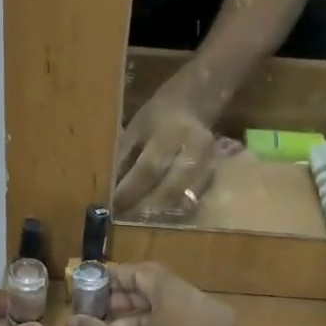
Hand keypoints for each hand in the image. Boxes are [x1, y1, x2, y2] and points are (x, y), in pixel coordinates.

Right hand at [67, 263, 252, 325]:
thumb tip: (74, 320)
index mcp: (184, 301)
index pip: (146, 274)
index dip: (115, 278)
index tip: (91, 287)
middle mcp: (209, 309)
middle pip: (163, 292)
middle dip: (128, 301)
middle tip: (96, 313)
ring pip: (177, 314)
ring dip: (144, 320)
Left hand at [112, 86, 218, 215]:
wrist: (195, 103)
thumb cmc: (158, 116)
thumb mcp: (136, 128)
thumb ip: (124, 156)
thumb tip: (109, 188)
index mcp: (171, 132)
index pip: (149, 168)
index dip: (131, 190)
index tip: (113, 206)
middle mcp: (196, 148)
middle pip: (171, 189)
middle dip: (145, 208)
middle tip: (125, 220)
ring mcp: (211, 163)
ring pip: (187, 199)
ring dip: (161, 213)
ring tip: (139, 222)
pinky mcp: (216, 174)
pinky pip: (196, 200)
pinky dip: (177, 210)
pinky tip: (160, 215)